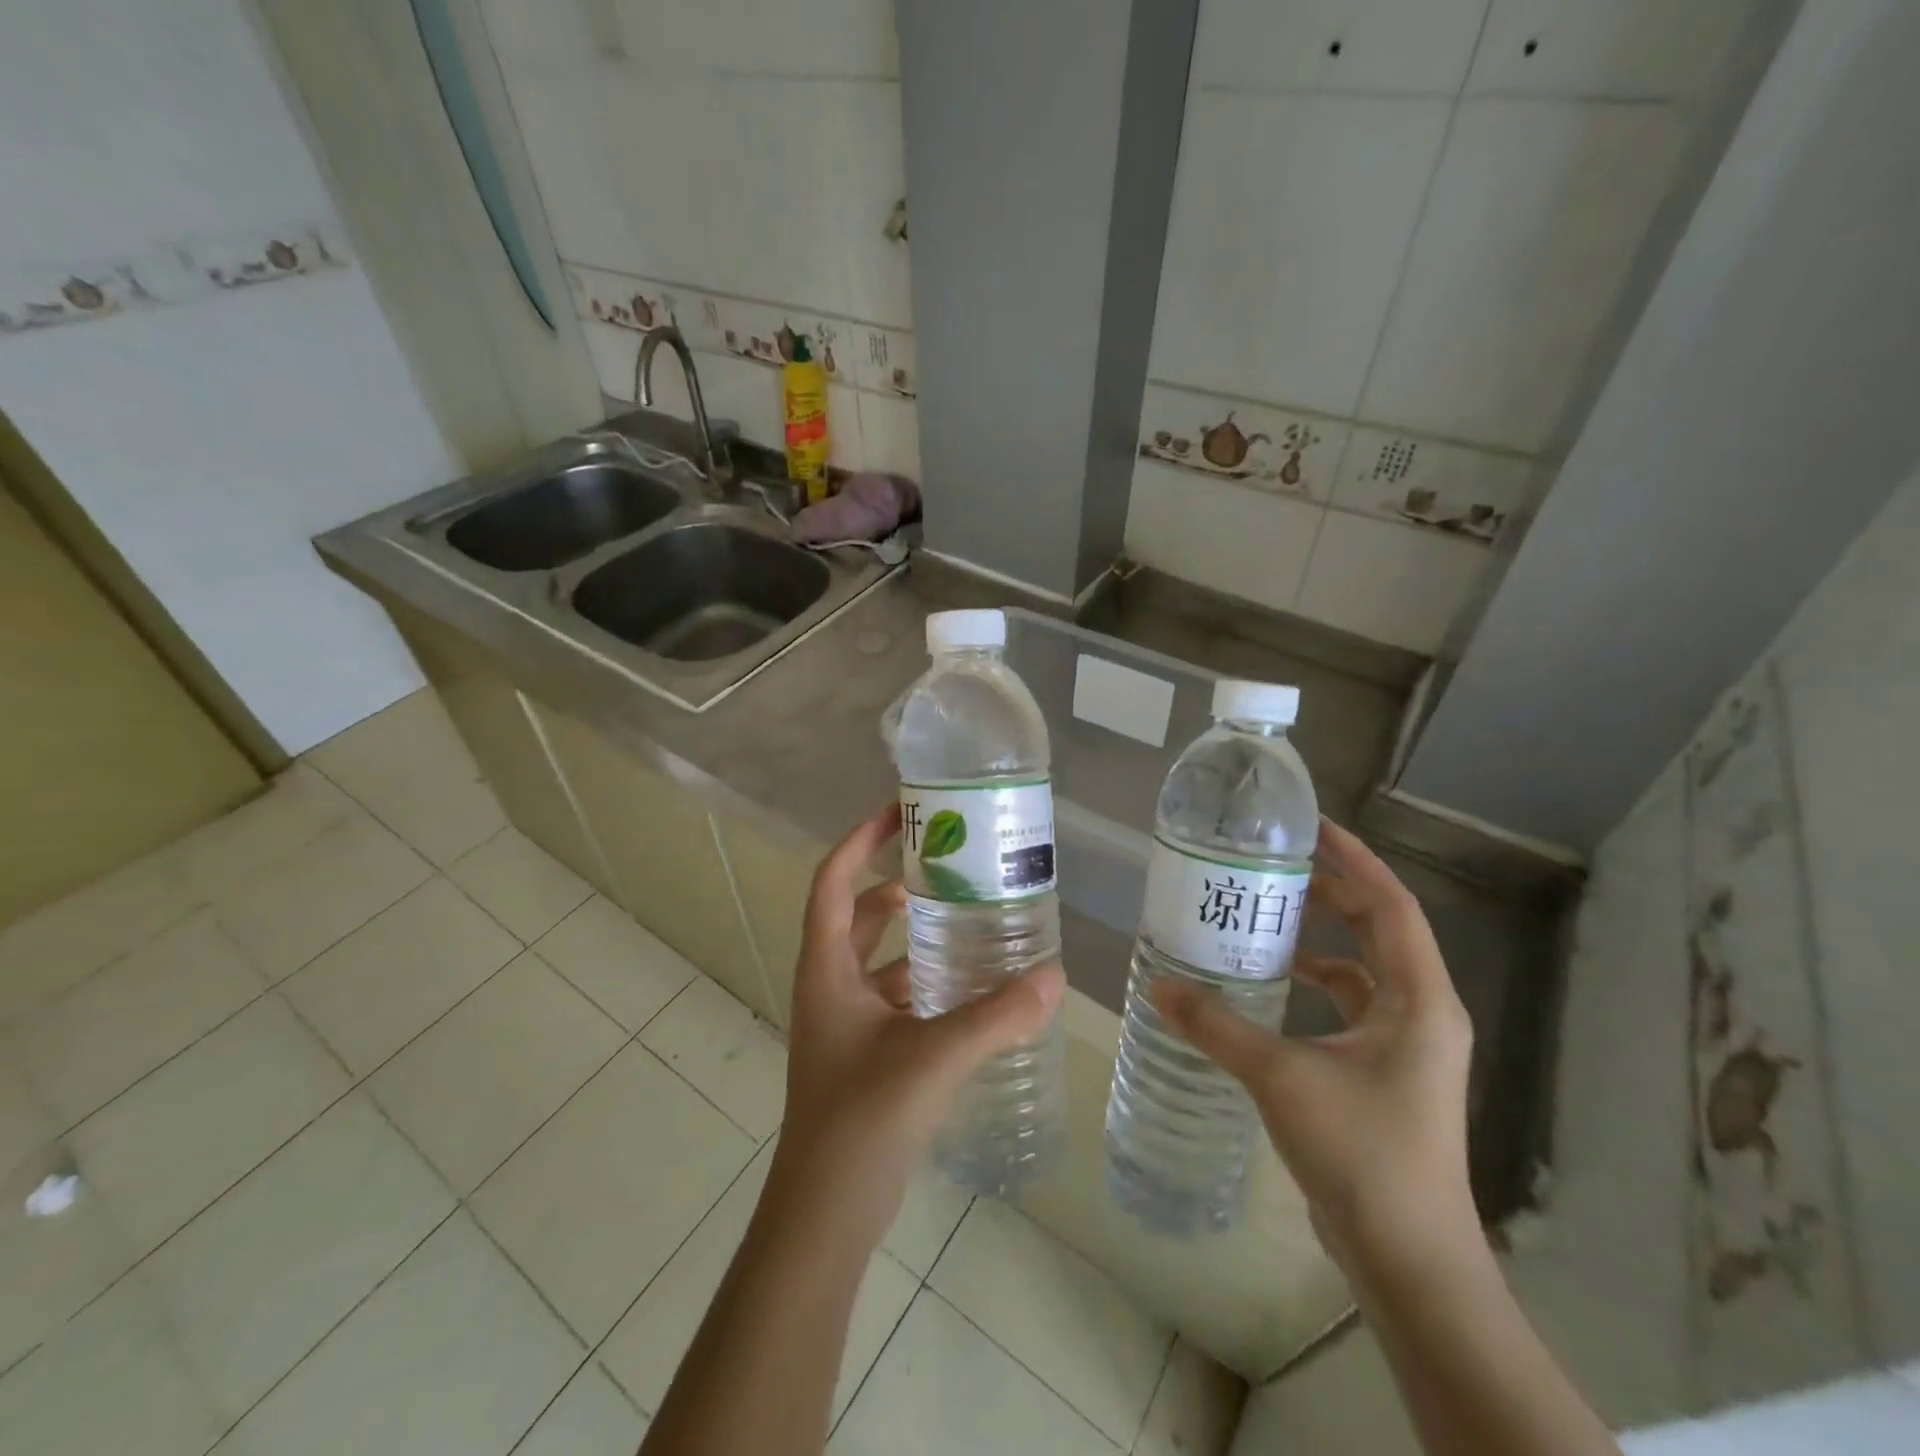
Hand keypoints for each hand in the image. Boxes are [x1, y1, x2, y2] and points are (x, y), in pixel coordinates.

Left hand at [768, 803, 1064, 1248]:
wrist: (825, 1214)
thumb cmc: (862, 1119)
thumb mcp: (933, 1056)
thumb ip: (996, 1016)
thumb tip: (1055, 977)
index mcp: (827, 969)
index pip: (834, 882)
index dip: (860, 840)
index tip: (899, 812)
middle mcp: (830, 985)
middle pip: (859, 914)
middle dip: (897, 884)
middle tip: (950, 864)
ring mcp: (846, 1022)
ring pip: (880, 959)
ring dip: (916, 935)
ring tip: (970, 916)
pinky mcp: (865, 1053)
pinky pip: (896, 997)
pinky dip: (927, 981)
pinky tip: (971, 986)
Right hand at [1151, 817, 1476, 1284]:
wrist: (1409, 1259)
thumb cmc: (1362, 1152)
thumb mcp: (1280, 1077)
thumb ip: (1216, 1026)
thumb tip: (1157, 984)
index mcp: (1418, 999)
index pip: (1391, 905)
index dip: (1354, 860)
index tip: (1310, 827)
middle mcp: (1421, 1012)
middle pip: (1379, 929)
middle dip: (1331, 892)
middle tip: (1274, 866)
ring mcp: (1406, 1046)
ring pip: (1363, 970)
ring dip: (1320, 939)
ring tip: (1264, 917)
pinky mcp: (1384, 1073)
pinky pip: (1349, 1006)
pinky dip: (1314, 985)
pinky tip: (1268, 987)